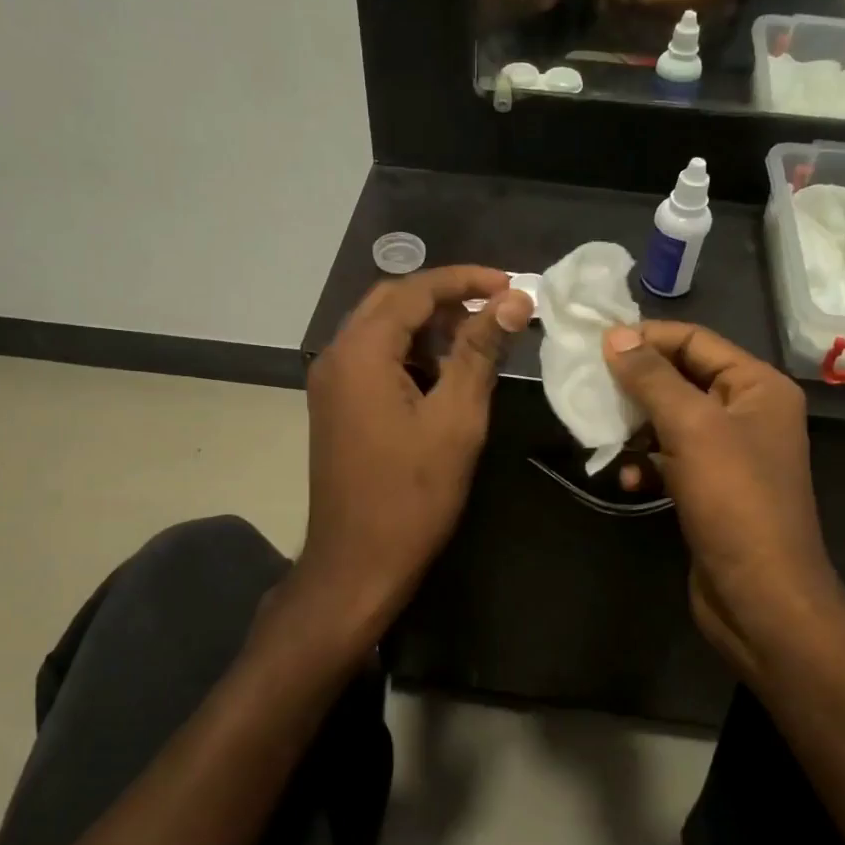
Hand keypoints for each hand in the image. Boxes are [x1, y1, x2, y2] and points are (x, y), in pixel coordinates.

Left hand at [293, 267, 535, 652]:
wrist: (356, 564)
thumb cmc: (411, 495)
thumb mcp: (456, 419)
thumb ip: (480, 351)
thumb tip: (513, 301)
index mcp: (360, 351)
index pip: (416, 290)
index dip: (467, 281)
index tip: (513, 286)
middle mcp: (336, 355)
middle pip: (393, 302)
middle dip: (447, 299)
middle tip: (496, 311)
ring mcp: (331, 381)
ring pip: (382, 329)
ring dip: (428, 326)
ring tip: (477, 342)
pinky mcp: (336, 404)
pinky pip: (374, 358)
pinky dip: (410, 354)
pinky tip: (444, 375)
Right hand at [602, 321, 841, 679]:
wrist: (761, 596)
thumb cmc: (733, 500)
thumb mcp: (691, 427)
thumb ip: (652, 377)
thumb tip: (616, 336)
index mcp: (757, 386)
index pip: (695, 340)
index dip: (647, 338)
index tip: (596, 344)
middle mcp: (747, 412)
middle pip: (681, 378)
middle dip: (635, 384)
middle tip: (590, 386)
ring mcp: (729, 453)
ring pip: (670, 420)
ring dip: (635, 427)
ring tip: (603, 435)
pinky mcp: (710, 488)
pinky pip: (670, 459)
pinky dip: (646, 464)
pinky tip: (627, 479)